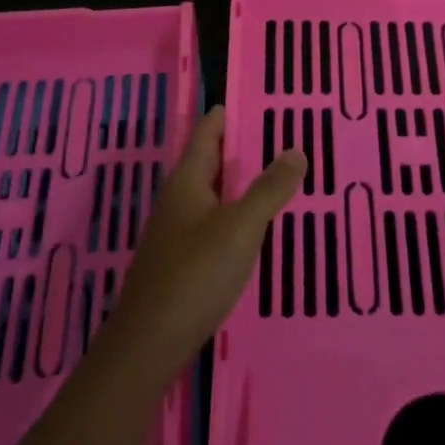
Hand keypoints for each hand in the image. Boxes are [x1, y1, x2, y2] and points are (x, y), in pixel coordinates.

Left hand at [102, 107, 303, 384]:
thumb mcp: (240, 228)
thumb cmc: (195, 275)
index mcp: (187, 182)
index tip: (249, 100)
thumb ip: (269, 189)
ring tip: (272, 175)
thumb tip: (295, 149)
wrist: (149, 344)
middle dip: (237, 148)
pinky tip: (252, 227)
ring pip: (210, 194)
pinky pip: (211, 222)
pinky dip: (233, 213)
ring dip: (237, 182)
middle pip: (207, 162)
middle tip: (276, 135)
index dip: (224, 116)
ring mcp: (176, 233)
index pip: (206, 133)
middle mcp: (177, 201)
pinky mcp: (180, 262)